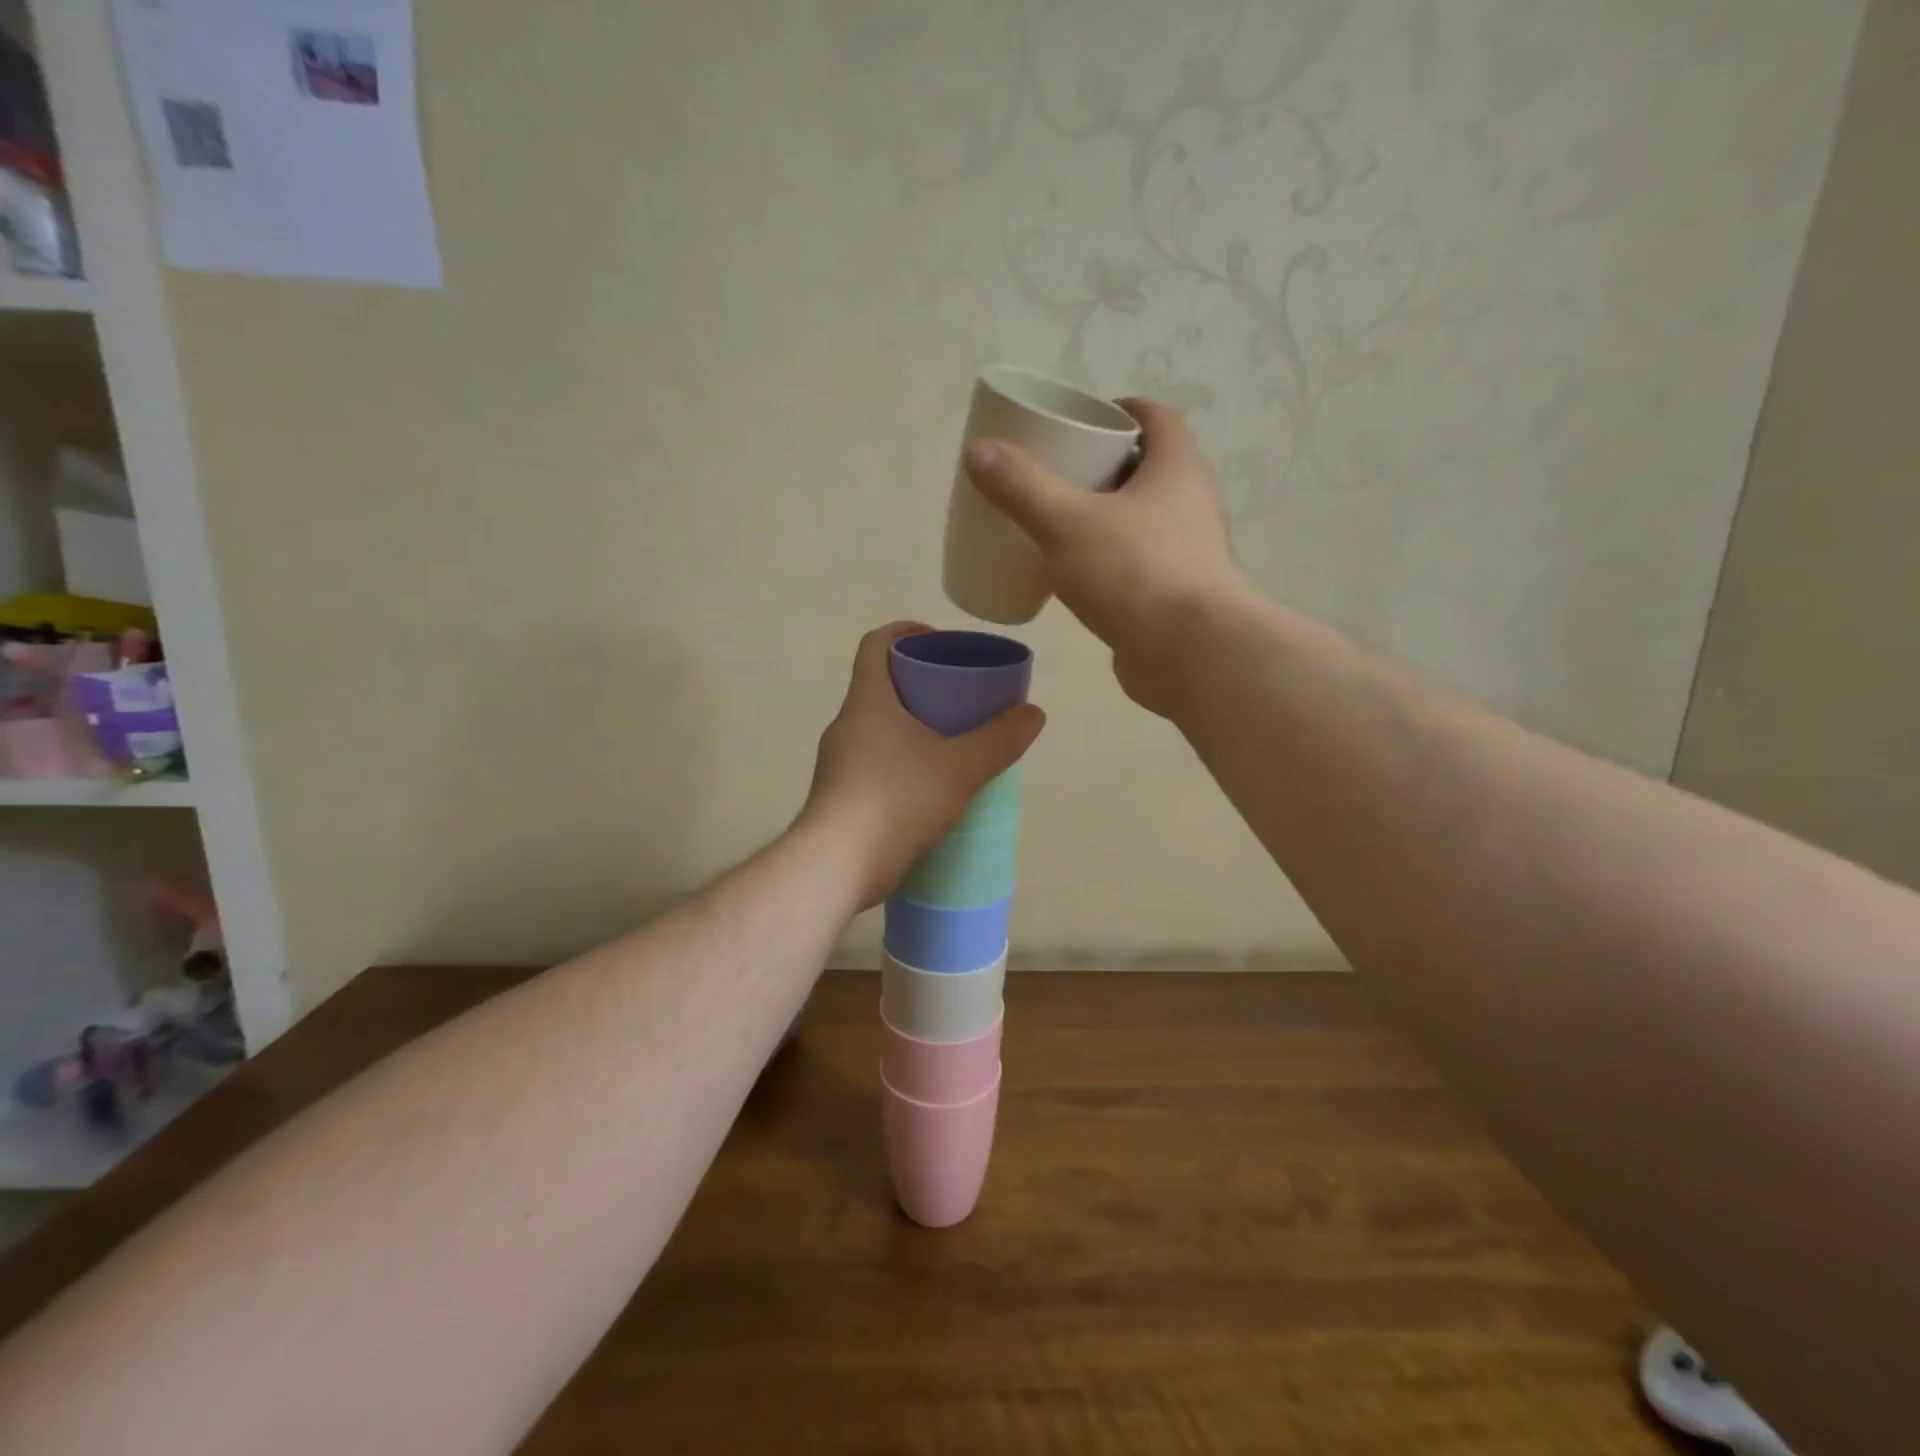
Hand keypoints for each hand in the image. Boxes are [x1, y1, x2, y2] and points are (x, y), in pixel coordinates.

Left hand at [797, 622, 1044, 907]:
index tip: (938, 642)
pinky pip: (875, 762)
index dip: (905, 631)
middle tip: (960, 697)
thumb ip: (999, 740)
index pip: (875, 644)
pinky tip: (931, 785)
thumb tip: (1033, 714)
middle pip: (881, 685)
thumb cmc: (896, 801)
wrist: (836, 866)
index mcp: (867, 701)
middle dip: (920, 683)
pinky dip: (902, 760)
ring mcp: (839, 762)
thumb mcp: (959, 768)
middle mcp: (846, 724)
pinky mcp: (841, 795)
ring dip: (912, 726)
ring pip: (878, 728)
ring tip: (953, 742)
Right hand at [963, 398, 1246, 715]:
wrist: (1191, 656)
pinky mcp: (1173, 596)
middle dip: (1101, 467)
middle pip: (1145, 469)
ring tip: (1055, 525)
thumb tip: (979, 451)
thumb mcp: (1067, 523)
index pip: (1156, 418)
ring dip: (1103, 518)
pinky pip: (1134, 564)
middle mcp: (1190, 504)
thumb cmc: (1136, 573)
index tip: (1080, 421)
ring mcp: (1185, 554)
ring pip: (1139, 520)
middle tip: (1054, 474)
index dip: (1119, 411)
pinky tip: (1072, 577)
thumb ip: (1022, 487)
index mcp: (1176, 468)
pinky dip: (1106, 562)